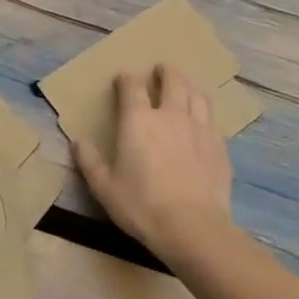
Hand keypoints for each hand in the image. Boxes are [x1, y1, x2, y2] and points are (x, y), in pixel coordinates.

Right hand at [74, 64, 236, 270]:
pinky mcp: (219, 146)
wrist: (192, 227)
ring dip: (189, 86)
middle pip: (173, 80)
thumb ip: (90, 161)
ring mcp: (199, 128)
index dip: (127, 78)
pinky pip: (212, 120)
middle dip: (166, 71)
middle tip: (161, 70)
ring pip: (198, 95)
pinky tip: (202, 124)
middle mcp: (171, 115)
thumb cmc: (141, 205)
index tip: (124, 78)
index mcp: (139, 120)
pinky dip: (204, 115)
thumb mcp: (104, 187)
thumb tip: (78, 142)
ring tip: (185, 89)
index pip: (132, 86)